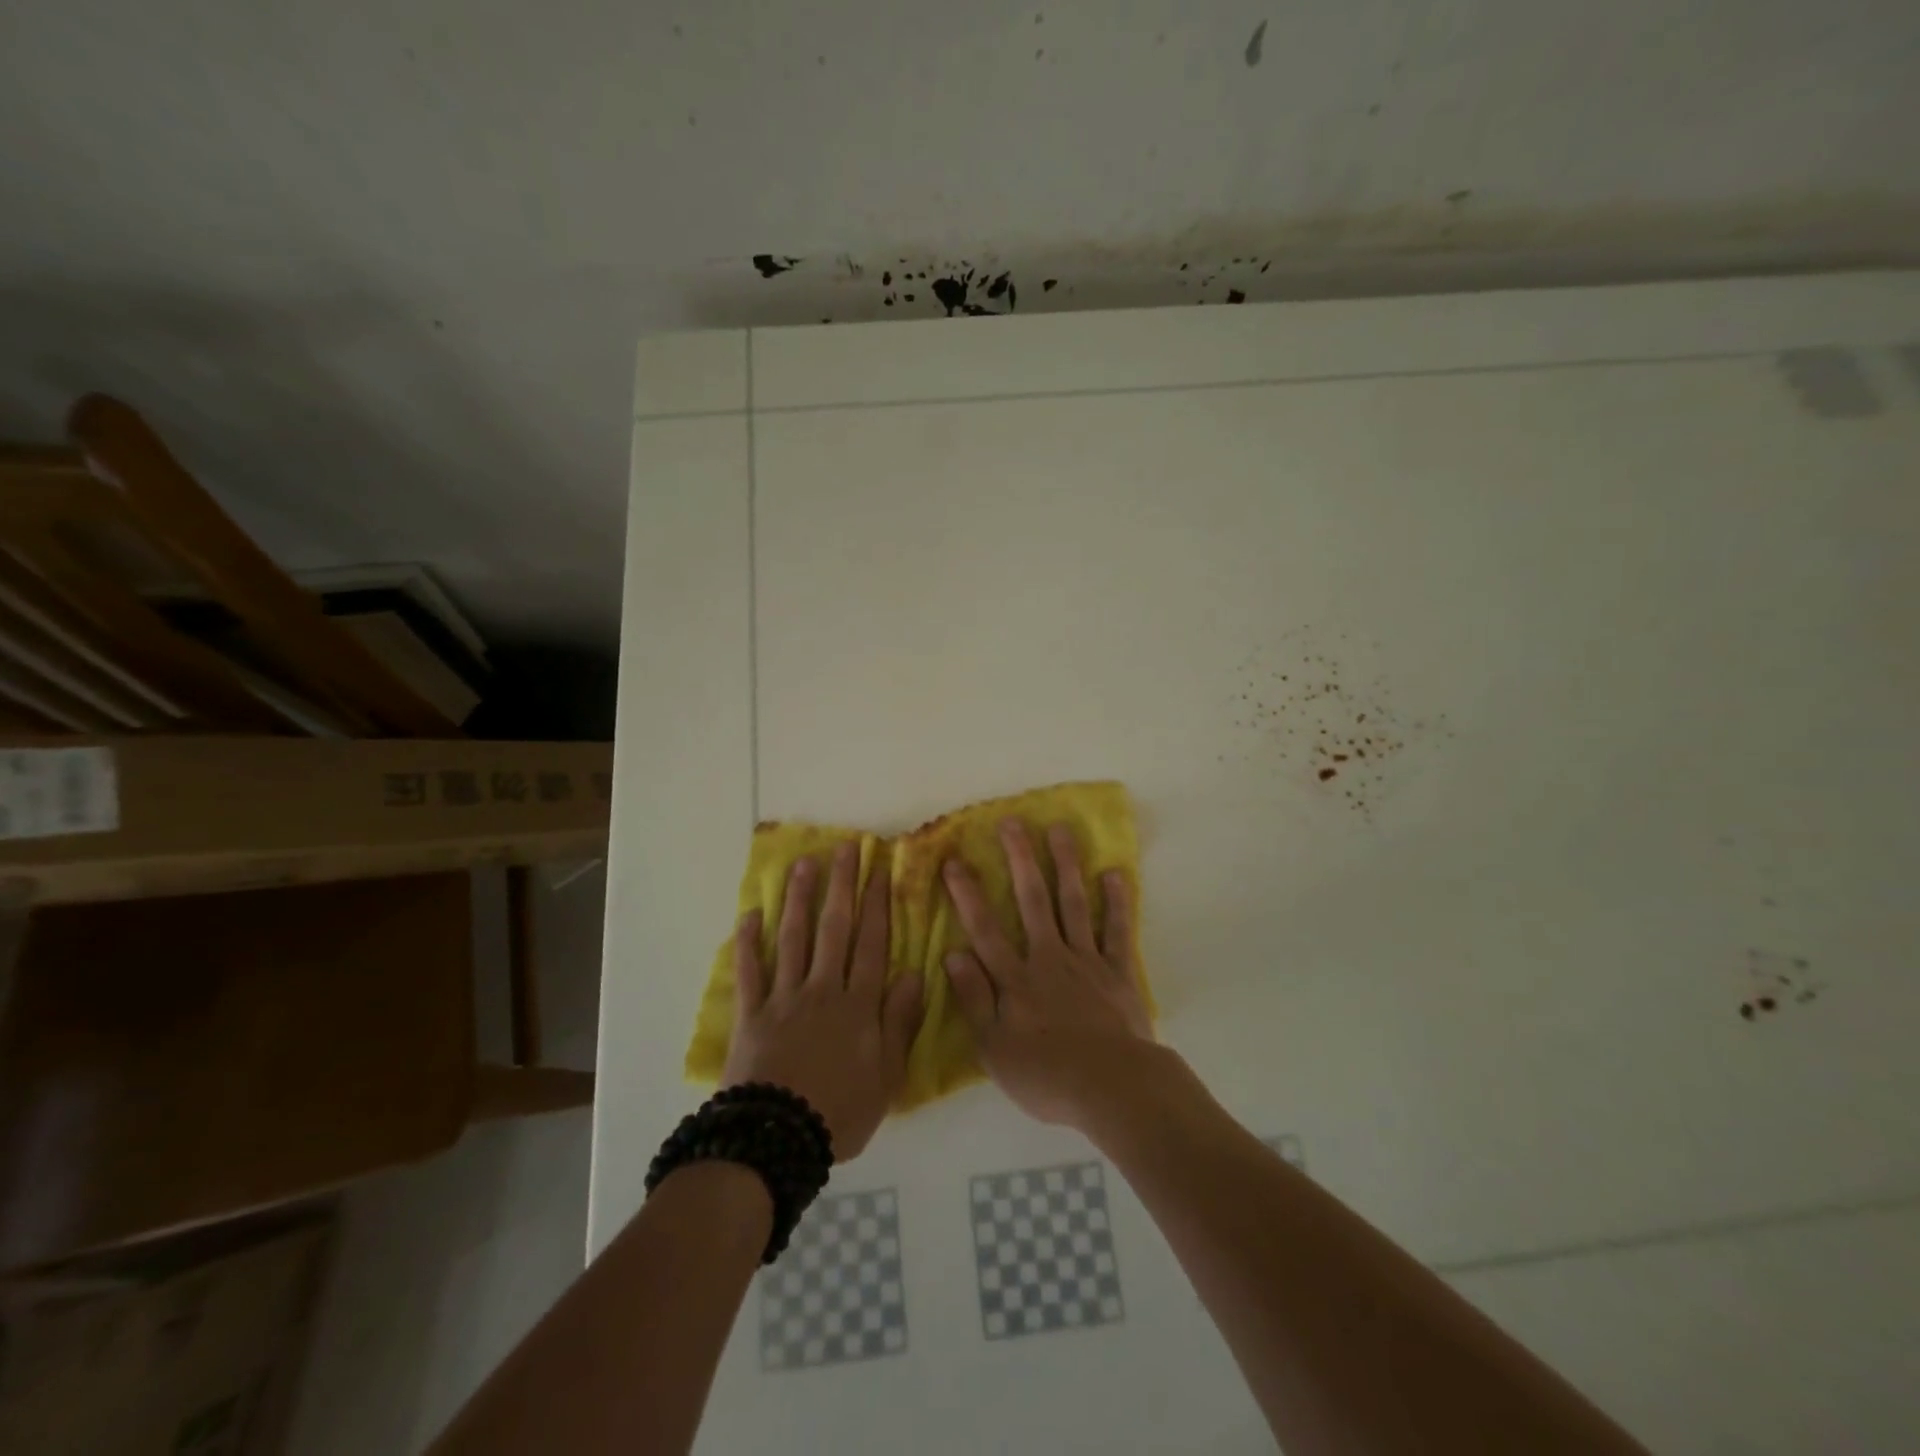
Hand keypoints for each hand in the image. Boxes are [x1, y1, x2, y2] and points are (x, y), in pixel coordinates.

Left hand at [723, 842, 923, 1159]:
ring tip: (803, 864)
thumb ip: (900, 1023)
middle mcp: (822, 990)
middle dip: (841, 885)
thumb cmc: (839, 1113)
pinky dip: (749, 943)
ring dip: (798, 899)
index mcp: (858, 1005)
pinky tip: (750, 915)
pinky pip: (750, 972)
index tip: (879, 868)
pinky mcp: (751, 1014)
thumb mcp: (886, 1077)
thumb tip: (915, 975)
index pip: (872, 943)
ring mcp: (784, 998)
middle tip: (844, 847)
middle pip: (834, 929)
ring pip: (793, 938)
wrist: (775, 1142)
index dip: (877, 904)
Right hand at [942, 820, 1154, 1129]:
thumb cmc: (1046, 1076)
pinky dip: (1116, 902)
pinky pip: (1117, 931)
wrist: (1111, 1088)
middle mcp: (1049, 958)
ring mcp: (1086, 961)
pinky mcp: (1119, 972)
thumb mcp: (994, 1049)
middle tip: (1012, 822)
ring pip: (1073, 904)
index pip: (984, 929)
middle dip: (1020, 859)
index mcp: (1016, 979)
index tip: (954, 860)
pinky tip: (1114, 874)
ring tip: (1060, 830)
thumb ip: (974, 999)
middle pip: (1032, 901)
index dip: (967, 894)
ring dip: (1065, 865)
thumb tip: (952, 954)